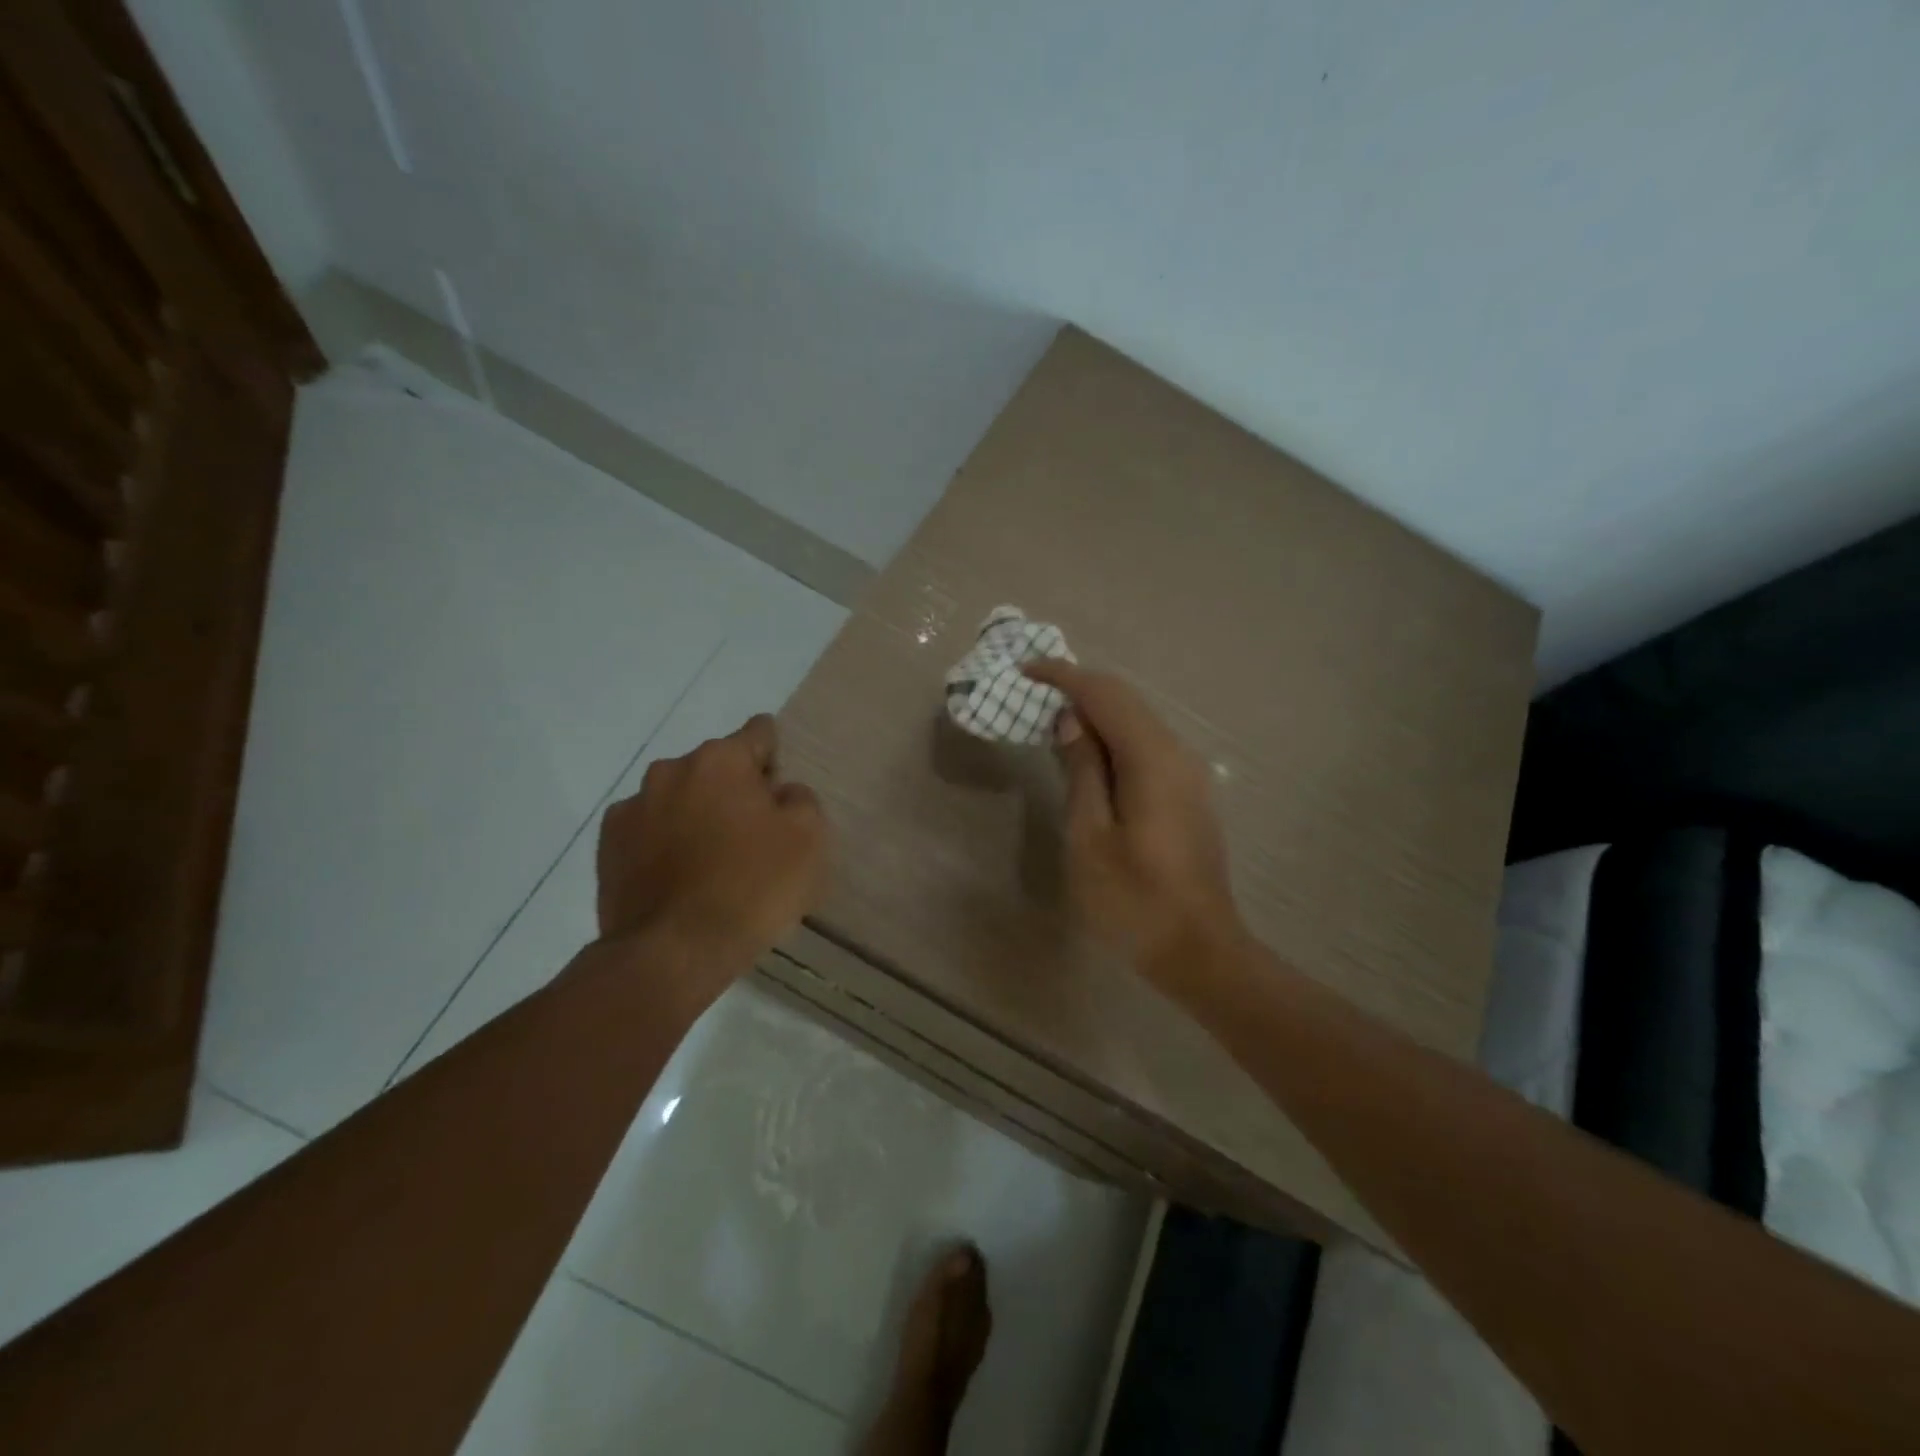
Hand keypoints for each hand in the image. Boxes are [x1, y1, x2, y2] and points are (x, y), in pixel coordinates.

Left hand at [596, 713, 826, 982]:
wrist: (672, 954)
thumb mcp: (809, 840)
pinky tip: (679, 880)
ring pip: (679, 797)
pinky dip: (664, 843)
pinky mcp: (607, 846)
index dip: (776, 759)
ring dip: (697, 815)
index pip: (759, 733)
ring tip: (711, 864)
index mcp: (720, 760)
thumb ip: (801, 799)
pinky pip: (649, 830)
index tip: (779, 795)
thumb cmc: (751, 888)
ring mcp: (632, 807)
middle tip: (752, 838)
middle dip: (735, 791)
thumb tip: (781, 792)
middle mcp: (670, 770)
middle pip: (716, 767)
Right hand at [1023, 661, 1241, 982]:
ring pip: (1138, 722)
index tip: (1025, 671)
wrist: (1199, 951)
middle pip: (1126, 701)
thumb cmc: (1133, 900)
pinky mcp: (1189, 794)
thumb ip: (1082, 771)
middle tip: (1033, 691)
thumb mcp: (1090, 837)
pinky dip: (1114, 737)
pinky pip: (1147, 746)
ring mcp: (1190, 774)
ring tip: (1052, 720)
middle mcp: (1178, 754)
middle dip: (1079, 688)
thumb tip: (1073, 721)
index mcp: (1152, 759)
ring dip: (1096, 712)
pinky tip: (1089, 755)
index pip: (1106, 695)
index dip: (1064, 677)